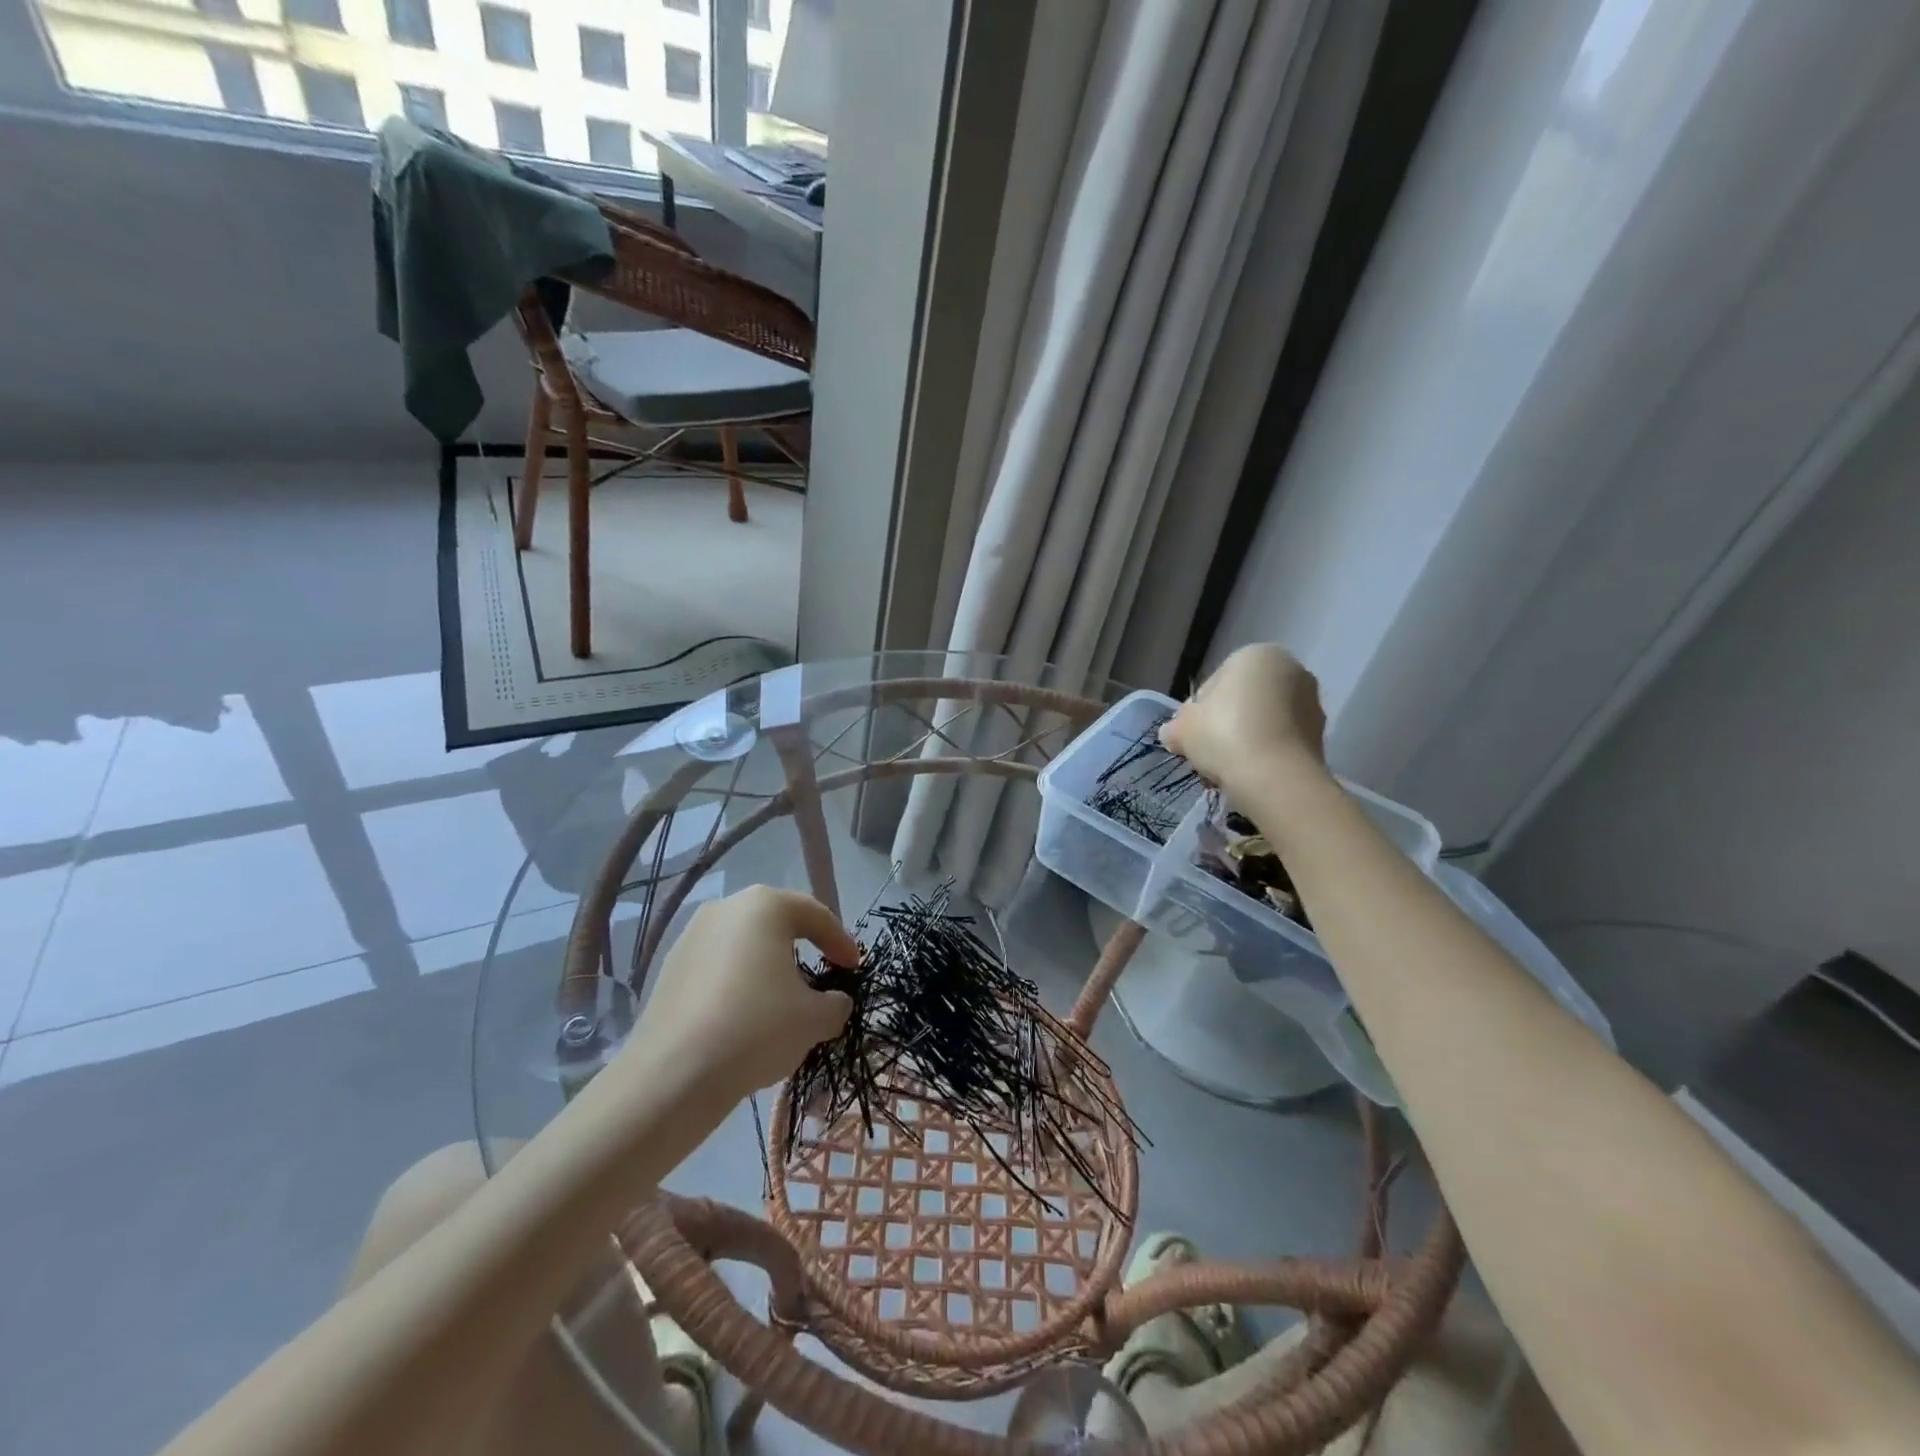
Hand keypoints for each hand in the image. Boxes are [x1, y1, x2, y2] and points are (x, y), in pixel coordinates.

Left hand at [625, 885, 858, 1102]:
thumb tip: (835, 1002)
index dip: (841, 941)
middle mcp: (726, 908)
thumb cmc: (757, 1028)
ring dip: (769, 966)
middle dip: (804, 948)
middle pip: (777, 923)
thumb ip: (836, 1004)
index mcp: (765, 906)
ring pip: (745, 945)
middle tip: (823, 974)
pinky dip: (739, 983)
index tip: (855, 968)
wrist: (673, 1075)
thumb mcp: (815, 1019)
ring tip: (784, 1000)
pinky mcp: (670, 967)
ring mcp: (692, 935)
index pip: (816, 915)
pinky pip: (718, 966)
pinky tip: (745, 1016)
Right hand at [1161, 645, 1328, 800]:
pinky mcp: (1322, 735)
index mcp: (1256, 654)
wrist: (1276, 778)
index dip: (1198, 711)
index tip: (1192, 735)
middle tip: (1208, 753)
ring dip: (1246, 740)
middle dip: (1225, 725)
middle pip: (1243, 700)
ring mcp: (1311, 703)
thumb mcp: (1183, 728)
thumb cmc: (1224, 736)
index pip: (1215, 682)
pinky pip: (1282, 741)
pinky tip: (1250, 775)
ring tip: (1228, 769)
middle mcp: (1291, 669)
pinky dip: (1266, 754)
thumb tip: (1172, 733)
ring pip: (1264, 721)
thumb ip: (1175, 726)